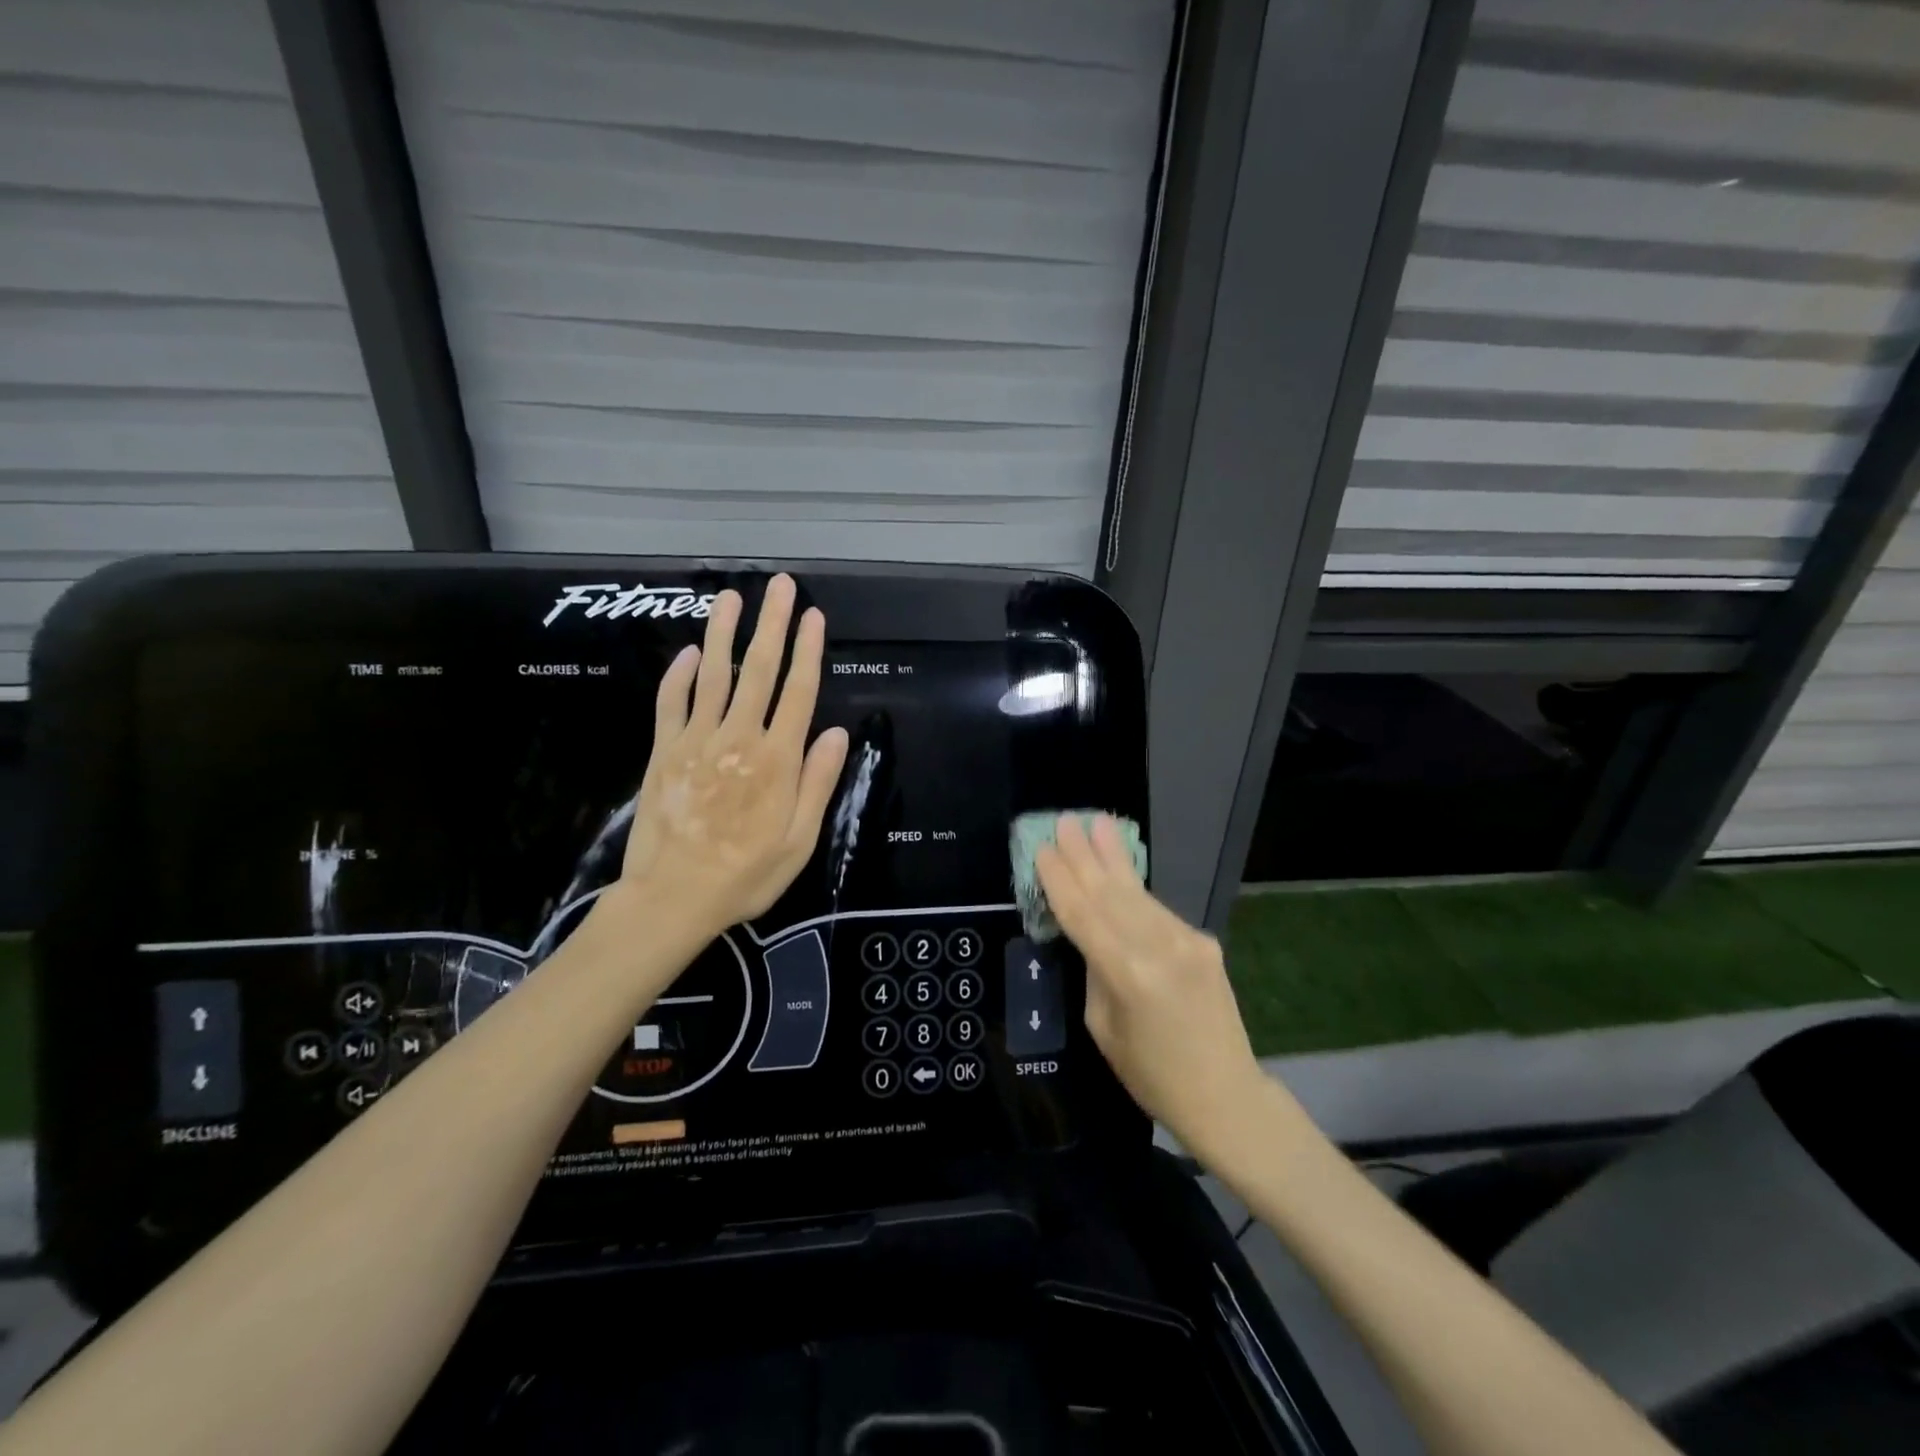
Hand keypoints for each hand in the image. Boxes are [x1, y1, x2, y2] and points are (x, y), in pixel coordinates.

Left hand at [615, 574, 849, 945]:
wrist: (672, 899)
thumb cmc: (746, 875)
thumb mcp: (799, 840)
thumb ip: (817, 783)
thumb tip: (835, 732)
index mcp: (776, 760)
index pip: (797, 692)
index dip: (808, 651)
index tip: (813, 616)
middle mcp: (738, 738)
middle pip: (758, 671)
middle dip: (771, 624)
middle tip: (779, 585)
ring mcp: (696, 741)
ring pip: (713, 675)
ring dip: (723, 633)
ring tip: (730, 596)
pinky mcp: (664, 752)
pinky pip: (671, 703)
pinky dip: (679, 675)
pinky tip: (688, 652)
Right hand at [1034, 814, 1262, 1152]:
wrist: (1226, 1095)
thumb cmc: (1151, 1075)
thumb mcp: (1103, 1027)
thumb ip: (1095, 971)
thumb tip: (1092, 934)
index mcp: (1127, 973)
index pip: (1083, 914)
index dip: (1060, 879)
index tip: (1043, 848)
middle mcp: (1159, 946)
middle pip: (1110, 892)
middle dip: (1085, 854)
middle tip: (1066, 820)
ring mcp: (1186, 940)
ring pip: (1137, 893)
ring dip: (1113, 858)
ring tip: (1097, 824)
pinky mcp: (1203, 941)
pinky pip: (1157, 911)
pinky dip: (1134, 889)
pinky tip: (1120, 868)